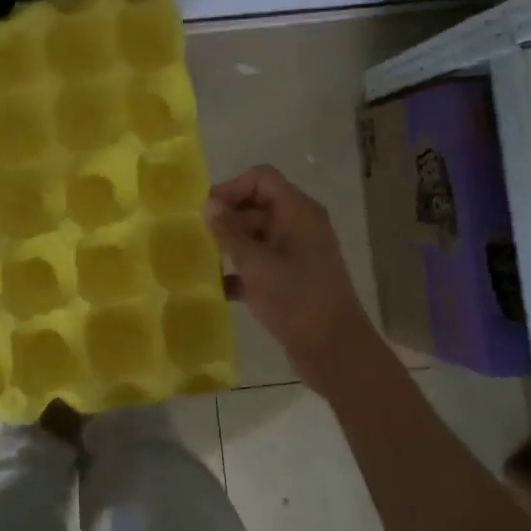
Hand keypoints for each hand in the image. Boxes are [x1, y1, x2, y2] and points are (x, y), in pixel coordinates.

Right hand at [204, 165, 377, 374]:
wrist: (334, 351)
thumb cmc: (296, 300)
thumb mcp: (256, 264)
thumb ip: (229, 232)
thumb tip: (208, 205)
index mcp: (298, 212)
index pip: (262, 178)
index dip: (232, 188)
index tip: (206, 212)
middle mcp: (300, 225)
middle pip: (257, 205)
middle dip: (227, 218)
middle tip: (197, 237)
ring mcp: (297, 253)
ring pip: (257, 236)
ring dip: (230, 245)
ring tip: (200, 260)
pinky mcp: (293, 279)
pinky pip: (262, 263)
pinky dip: (241, 270)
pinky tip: (217, 288)